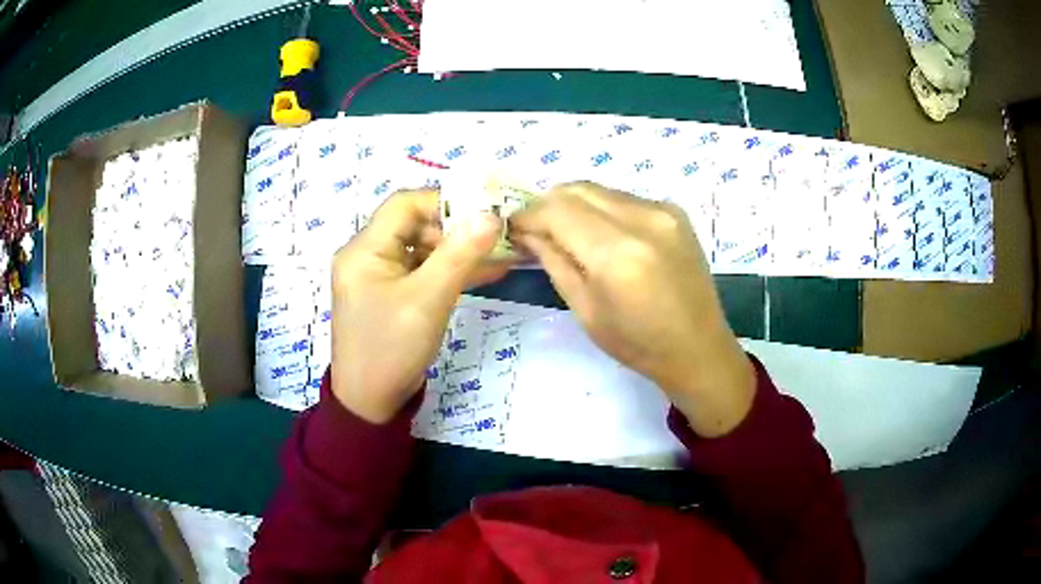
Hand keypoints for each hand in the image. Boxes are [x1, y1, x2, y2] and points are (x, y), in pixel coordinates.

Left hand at [330, 190, 507, 423]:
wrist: (371, 403)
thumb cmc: (391, 350)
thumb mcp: (427, 300)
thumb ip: (459, 255)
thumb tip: (491, 215)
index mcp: (364, 249)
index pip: (404, 205)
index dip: (444, 202)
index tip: (484, 212)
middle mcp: (367, 255)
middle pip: (414, 225)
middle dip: (456, 229)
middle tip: (495, 238)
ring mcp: (379, 276)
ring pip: (422, 249)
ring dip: (458, 251)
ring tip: (499, 255)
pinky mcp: (392, 294)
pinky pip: (422, 272)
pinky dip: (450, 271)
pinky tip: (487, 272)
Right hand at [510, 182, 754, 436]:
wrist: (698, 347)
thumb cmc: (637, 344)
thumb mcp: (584, 310)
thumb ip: (553, 261)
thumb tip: (525, 232)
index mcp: (616, 254)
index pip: (556, 210)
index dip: (527, 215)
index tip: (513, 229)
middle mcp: (642, 219)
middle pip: (577, 189)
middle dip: (548, 204)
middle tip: (535, 229)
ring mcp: (663, 211)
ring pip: (600, 190)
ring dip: (574, 205)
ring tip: (566, 232)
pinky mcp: (675, 211)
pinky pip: (624, 198)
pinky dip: (603, 209)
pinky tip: (602, 235)